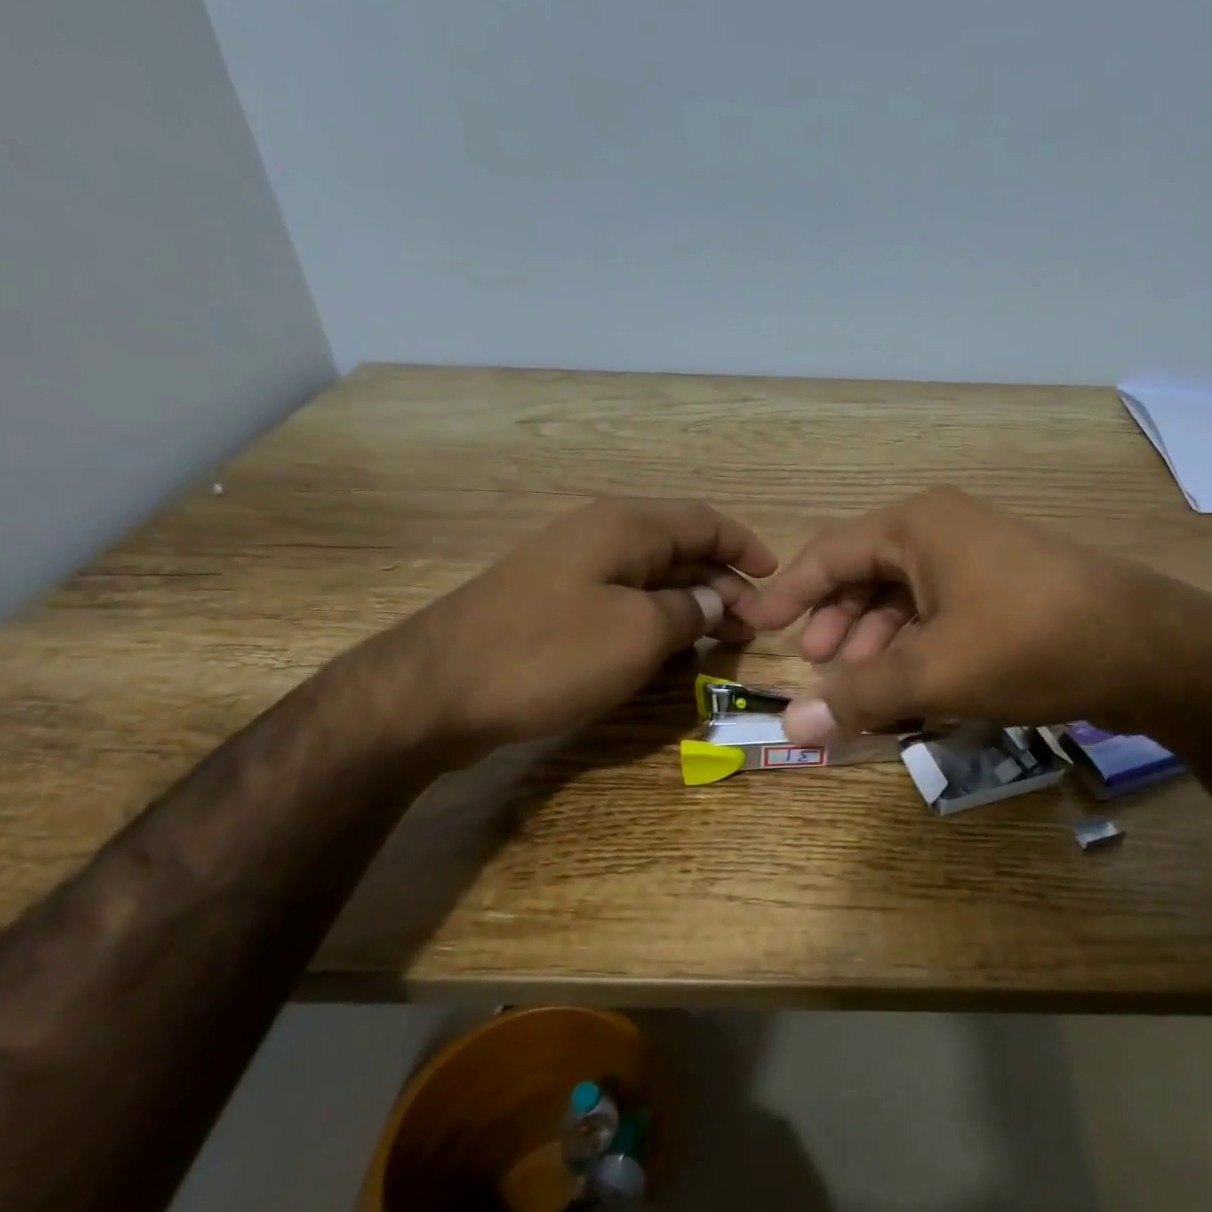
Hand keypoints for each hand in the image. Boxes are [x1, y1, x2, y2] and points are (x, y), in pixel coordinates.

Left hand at [379, 498, 776, 755]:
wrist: (435, 691)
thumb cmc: (549, 654)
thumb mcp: (639, 633)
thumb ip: (689, 611)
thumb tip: (714, 601)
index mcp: (625, 526)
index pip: (705, 520)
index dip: (746, 546)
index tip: (777, 580)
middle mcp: (600, 535)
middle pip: (680, 546)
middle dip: (723, 581)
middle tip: (755, 626)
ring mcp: (571, 569)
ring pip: (652, 576)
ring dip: (692, 602)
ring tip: (724, 640)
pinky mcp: (552, 603)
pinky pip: (622, 599)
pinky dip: (657, 618)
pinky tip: (670, 647)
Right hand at [740, 487, 1211, 742]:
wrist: (1149, 649)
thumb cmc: (1028, 643)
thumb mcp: (933, 672)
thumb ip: (859, 696)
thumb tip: (793, 725)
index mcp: (917, 527)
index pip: (829, 554)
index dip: (788, 594)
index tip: (755, 626)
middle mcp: (946, 531)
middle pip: (868, 575)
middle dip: (839, 626)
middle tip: (820, 671)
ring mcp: (983, 560)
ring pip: (908, 601)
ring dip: (880, 645)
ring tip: (866, 691)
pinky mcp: (1011, 591)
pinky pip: (944, 616)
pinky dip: (920, 650)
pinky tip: (916, 690)